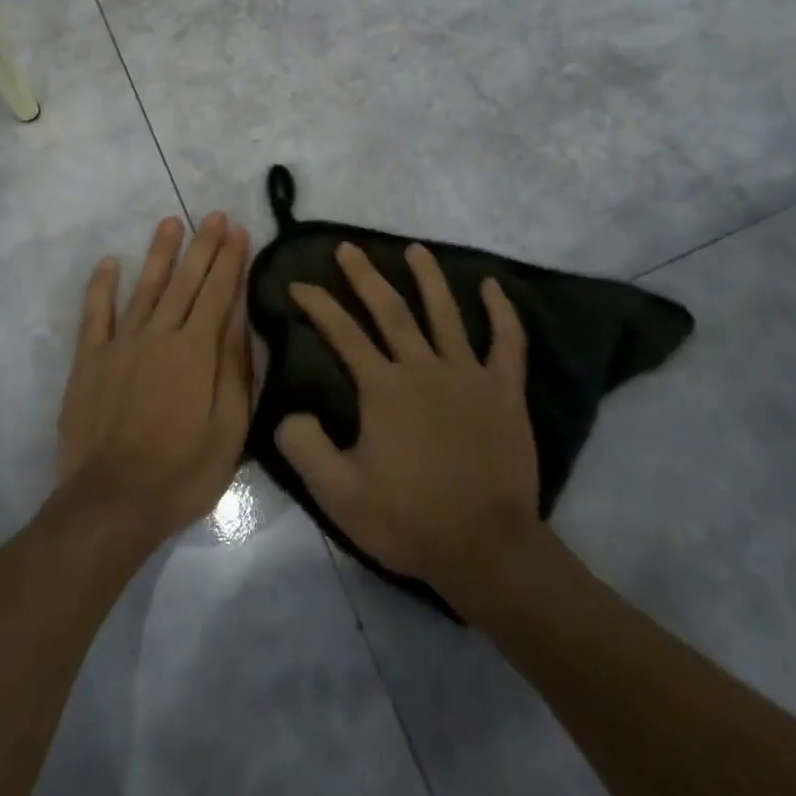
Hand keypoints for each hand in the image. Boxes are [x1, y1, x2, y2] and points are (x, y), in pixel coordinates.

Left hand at [57, 213, 252, 544]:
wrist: (112, 502)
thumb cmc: (182, 472)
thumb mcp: (230, 430)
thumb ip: (236, 371)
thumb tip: (240, 321)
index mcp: (196, 352)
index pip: (218, 294)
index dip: (230, 260)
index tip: (239, 231)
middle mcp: (159, 336)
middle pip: (185, 282)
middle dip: (203, 246)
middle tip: (214, 215)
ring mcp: (120, 345)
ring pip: (145, 288)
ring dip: (159, 253)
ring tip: (171, 222)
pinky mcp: (90, 360)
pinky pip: (95, 314)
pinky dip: (102, 286)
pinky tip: (109, 262)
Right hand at [275, 242, 538, 593]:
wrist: (485, 547)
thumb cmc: (409, 520)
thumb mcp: (339, 496)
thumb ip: (305, 449)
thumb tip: (288, 412)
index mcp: (384, 388)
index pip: (343, 334)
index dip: (318, 305)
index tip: (298, 284)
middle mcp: (424, 368)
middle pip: (391, 310)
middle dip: (365, 276)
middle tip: (348, 248)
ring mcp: (469, 375)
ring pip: (446, 313)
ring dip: (428, 277)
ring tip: (415, 248)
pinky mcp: (504, 390)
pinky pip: (508, 342)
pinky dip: (502, 311)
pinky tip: (492, 286)